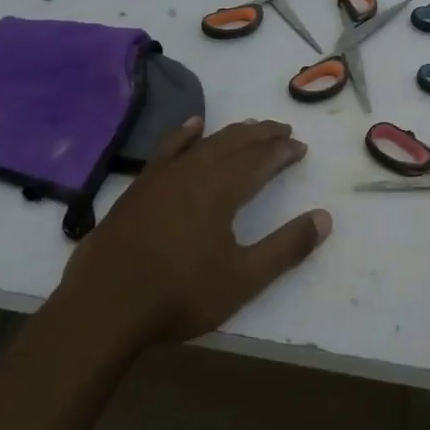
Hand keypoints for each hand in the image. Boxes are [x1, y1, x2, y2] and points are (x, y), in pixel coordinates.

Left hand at [53, 117, 329, 345]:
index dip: (283, 152)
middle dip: (262, 135)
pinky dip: (184, 134)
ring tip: (251, 127)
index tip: (301, 148)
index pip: (261, 160)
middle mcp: (195, 171)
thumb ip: (286, 248)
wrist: (105, 304)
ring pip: (205, 142)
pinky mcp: (140, 186)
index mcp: (222, 189)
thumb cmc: (180, 294)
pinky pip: (167, 148)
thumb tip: (324, 218)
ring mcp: (163, 176)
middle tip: (283, 130)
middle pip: (235, 143)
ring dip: (231, 133)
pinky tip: (193, 125)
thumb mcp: (243, 278)